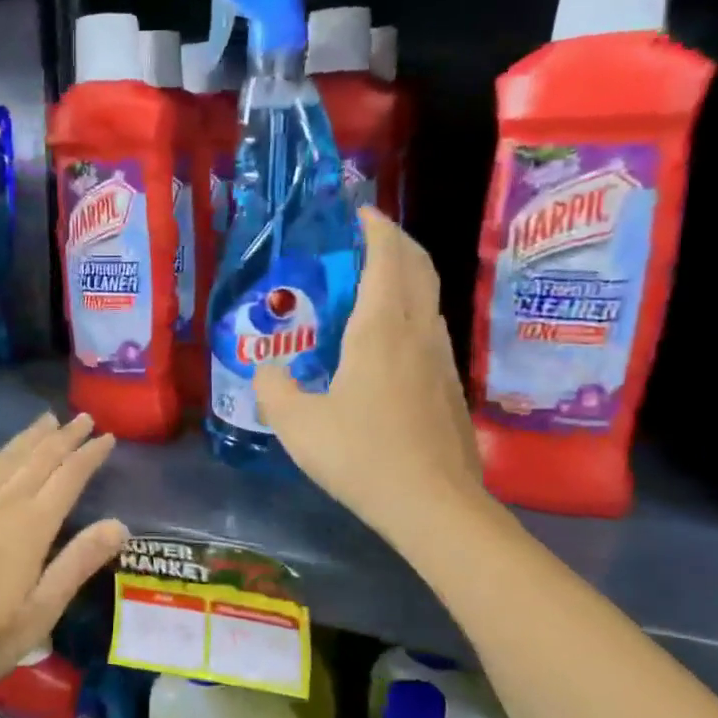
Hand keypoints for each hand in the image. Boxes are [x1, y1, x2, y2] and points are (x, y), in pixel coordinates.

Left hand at [0, 413, 126, 697]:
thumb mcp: (42, 611)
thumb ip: (78, 563)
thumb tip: (120, 524)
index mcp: (31, 526)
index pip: (69, 477)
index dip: (89, 455)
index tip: (107, 437)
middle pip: (38, 460)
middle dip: (64, 437)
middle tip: (83, 418)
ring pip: (2, 460)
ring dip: (26, 438)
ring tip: (46, 420)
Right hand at [255, 207, 482, 539]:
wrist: (433, 505)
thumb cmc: (360, 456)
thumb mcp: (297, 425)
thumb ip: (274, 389)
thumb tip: (267, 370)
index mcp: (379, 330)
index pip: (385, 258)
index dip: (375, 228)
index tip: (361, 212)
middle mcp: (416, 333)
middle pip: (418, 267)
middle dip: (397, 241)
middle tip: (370, 236)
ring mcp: (441, 359)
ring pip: (428, 298)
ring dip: (407, 276)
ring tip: (376, 282)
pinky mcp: (449, 386)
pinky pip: (430, 329)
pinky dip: (411, 311)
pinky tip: (389, 341)